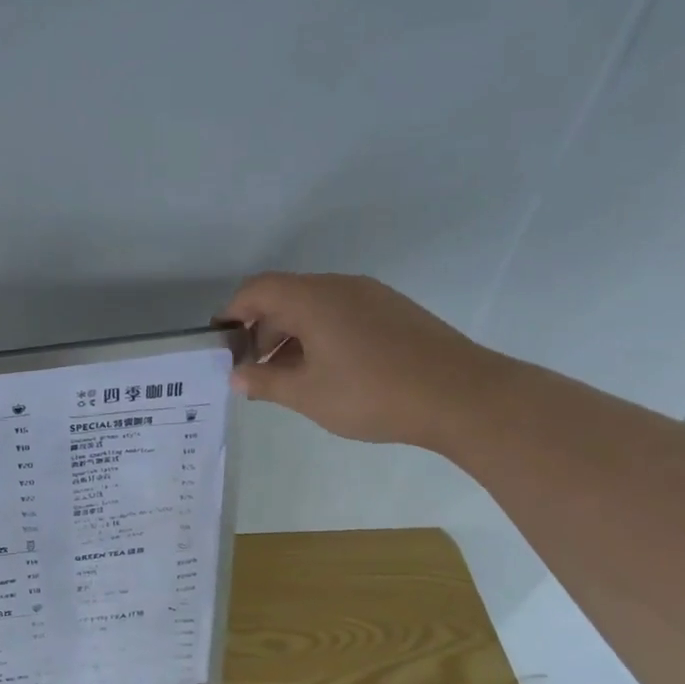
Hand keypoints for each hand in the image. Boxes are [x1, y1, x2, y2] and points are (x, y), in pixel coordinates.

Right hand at [218, 272, 502, 448]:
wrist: (463, 396)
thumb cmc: (373, 394)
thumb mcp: (307, 394)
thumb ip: (265, 382)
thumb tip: (238, 375)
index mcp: (313, 299)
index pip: (257, 289)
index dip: (232, 313)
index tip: (221, 345)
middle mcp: (341, 287)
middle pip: (285, 296)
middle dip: (260, 329)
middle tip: (252, 369)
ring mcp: (373, 296)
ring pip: (315, 306)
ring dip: (291, 335)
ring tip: (286, 376)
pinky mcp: (395, 312)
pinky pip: (342, 314)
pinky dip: (321, 335)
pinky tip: (327, 371)